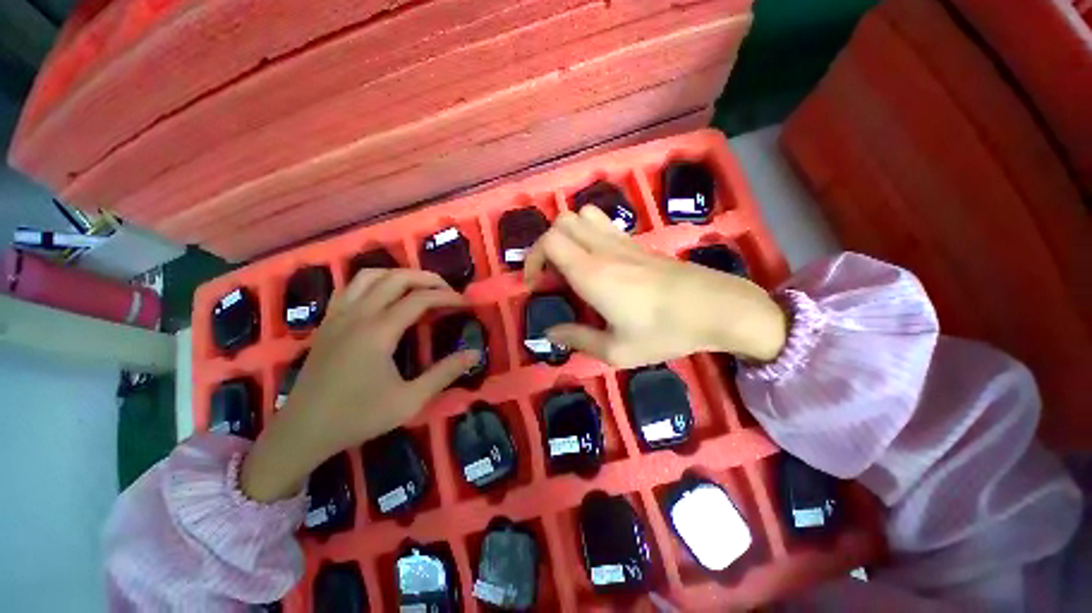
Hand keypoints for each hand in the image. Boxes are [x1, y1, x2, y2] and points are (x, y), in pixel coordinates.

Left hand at [241, 269, 480, 501]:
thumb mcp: (409, 400)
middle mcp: (357, 315)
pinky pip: (350, 287)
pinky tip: (383, 296)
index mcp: (378, 332)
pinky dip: (373, 282)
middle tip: (448, 290)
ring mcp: (338, 316)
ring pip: (369, 276)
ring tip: (419, 287)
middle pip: (396, 278)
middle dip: (427, 278)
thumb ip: (444, 374)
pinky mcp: (327, 322)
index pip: (420, 299)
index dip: (447, 297)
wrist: (303, 431)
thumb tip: (475, 354)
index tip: (466, 303)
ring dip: (399, 274)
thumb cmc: (358, 417)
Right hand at [524, 206, 786, 367]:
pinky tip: (596, 263)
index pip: (549, 242)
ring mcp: (622, 241)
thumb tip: (551, 333)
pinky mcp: (637, 243)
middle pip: (561, 222)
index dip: (532, 259)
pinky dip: (587, 235)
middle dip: (545, 245)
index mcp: (592, 273)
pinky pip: (603, 225)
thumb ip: (578, 339)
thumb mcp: (616, 350)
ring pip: (582, 216)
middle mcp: (602, 249)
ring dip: (567, 235)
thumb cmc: (665, 332)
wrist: (716, 308)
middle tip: (550, 276)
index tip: (533, 285)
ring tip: (569, 264)